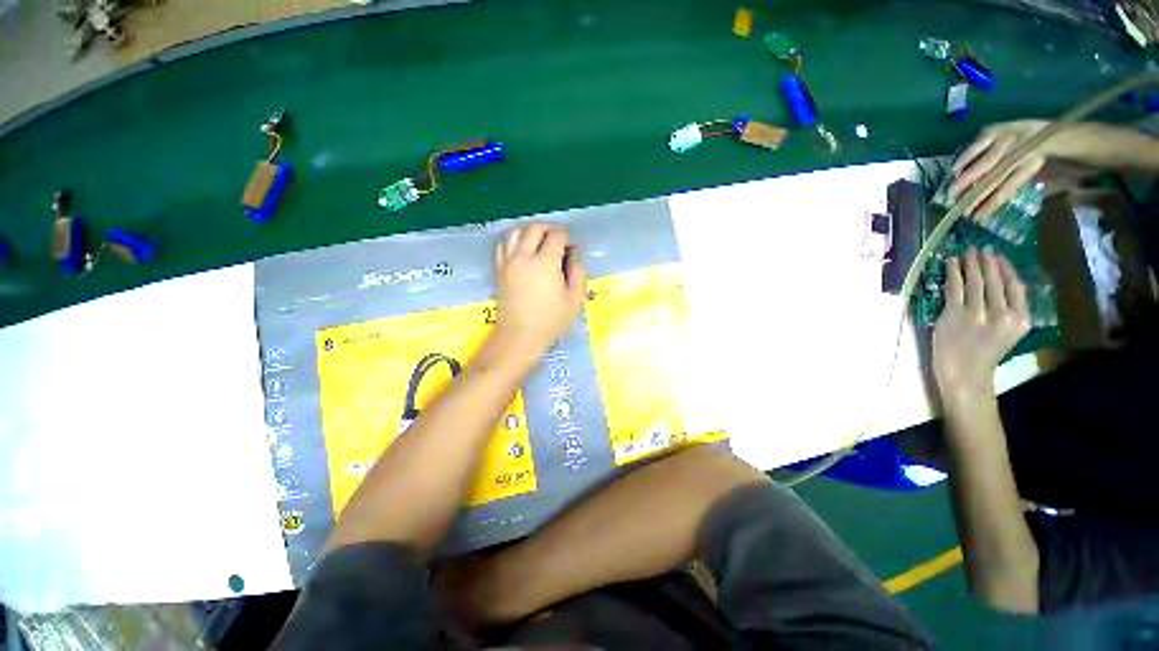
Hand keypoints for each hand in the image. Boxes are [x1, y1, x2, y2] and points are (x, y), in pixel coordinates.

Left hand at [491, 223, 586, 361]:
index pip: (556, 236)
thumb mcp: (575, 298)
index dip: (567, 238)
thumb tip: (574, 254)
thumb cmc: (551, 321)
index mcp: (544, 263)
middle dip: (550, 228)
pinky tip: (522, 247)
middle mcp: (523, 257)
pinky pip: (503, 243)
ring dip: (530, 230)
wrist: (519, 337)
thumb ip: (578, 271)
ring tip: (540, 239)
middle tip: (559, 240)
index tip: (572, 248)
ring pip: (516, 231)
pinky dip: (514, 238)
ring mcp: (508, 262)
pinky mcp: (499, 269)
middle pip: (535, 228)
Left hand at [933, 249, 1030, 398]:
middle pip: (995, 281)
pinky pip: (954, 289)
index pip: (1015, 287)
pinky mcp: (954, 315)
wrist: (965, 373)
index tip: (999, 255)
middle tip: (981, 248)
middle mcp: (1002, 315)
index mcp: (1021, 320)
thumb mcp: (1008, 332)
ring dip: (970, 264)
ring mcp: (977, 315)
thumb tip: (997, 281)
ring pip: (975, 282)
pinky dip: (952, 273)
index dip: (1006, 268)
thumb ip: (1007, 310)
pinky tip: (950, 263)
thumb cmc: (984, 353)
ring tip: (967, 252)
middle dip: (987, 262)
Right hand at [947, 120, 1049, 220]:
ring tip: (952, 194)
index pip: (1008, 187)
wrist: (1046, 127)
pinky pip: (978, 145)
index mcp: (1031, 163)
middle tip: (959, 209)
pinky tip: (955, 170)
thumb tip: (991, 201)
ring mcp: (1006, 139)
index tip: (977, 217)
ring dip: (966, 180)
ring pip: (985, 163)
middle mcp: (1019, 151)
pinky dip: (965, 157)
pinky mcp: (995, 130)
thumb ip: (1019, 184)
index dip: (992, 203)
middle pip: (995, 177)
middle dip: (976, 194)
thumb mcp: (1041, 170)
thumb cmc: (1042, 154)